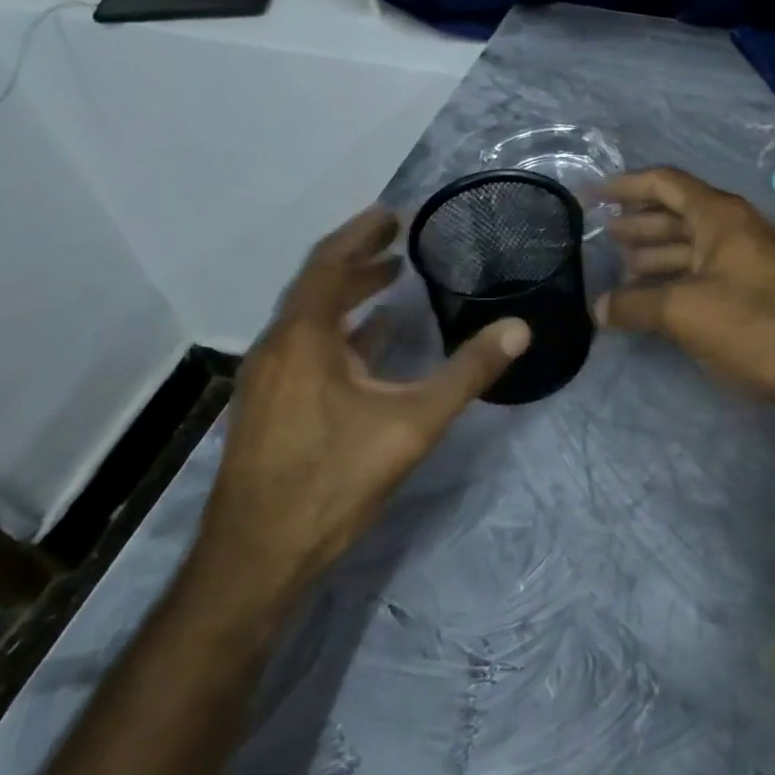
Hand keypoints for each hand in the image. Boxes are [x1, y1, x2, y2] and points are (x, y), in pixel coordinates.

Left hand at [193, 207, 529, 607]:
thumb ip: (467, 372)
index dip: (360, 234)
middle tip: (399, 240)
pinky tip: (373, 343)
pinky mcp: (270, 407)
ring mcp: (268, 380)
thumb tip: (519, 328)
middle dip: (358, 259)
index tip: (392, 214)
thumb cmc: (331, 480)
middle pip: (317, 286)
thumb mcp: (412, 423)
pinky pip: (306, 348)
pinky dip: (341, 331)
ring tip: (392, 280)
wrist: (255, 560)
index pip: (328, 264)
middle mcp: (278, 349)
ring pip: (310, 319)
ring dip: (349, 295)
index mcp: (303, 339)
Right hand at [597, 167, 774, 417]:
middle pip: (677, 213)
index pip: (665, 183)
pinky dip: (675, 280)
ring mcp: (747, 260)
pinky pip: (704, 273)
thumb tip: (597, 308)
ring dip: (655, 255)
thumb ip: (635, 305)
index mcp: (720, 215)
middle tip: (601, 237)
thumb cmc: (753, 325)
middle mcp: (735, 228)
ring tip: (619, 270)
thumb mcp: (684, 311)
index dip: (627, 185)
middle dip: (638, 224)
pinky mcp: (755, 291)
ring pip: (691, 246)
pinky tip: (654, 299)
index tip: (593, 196)